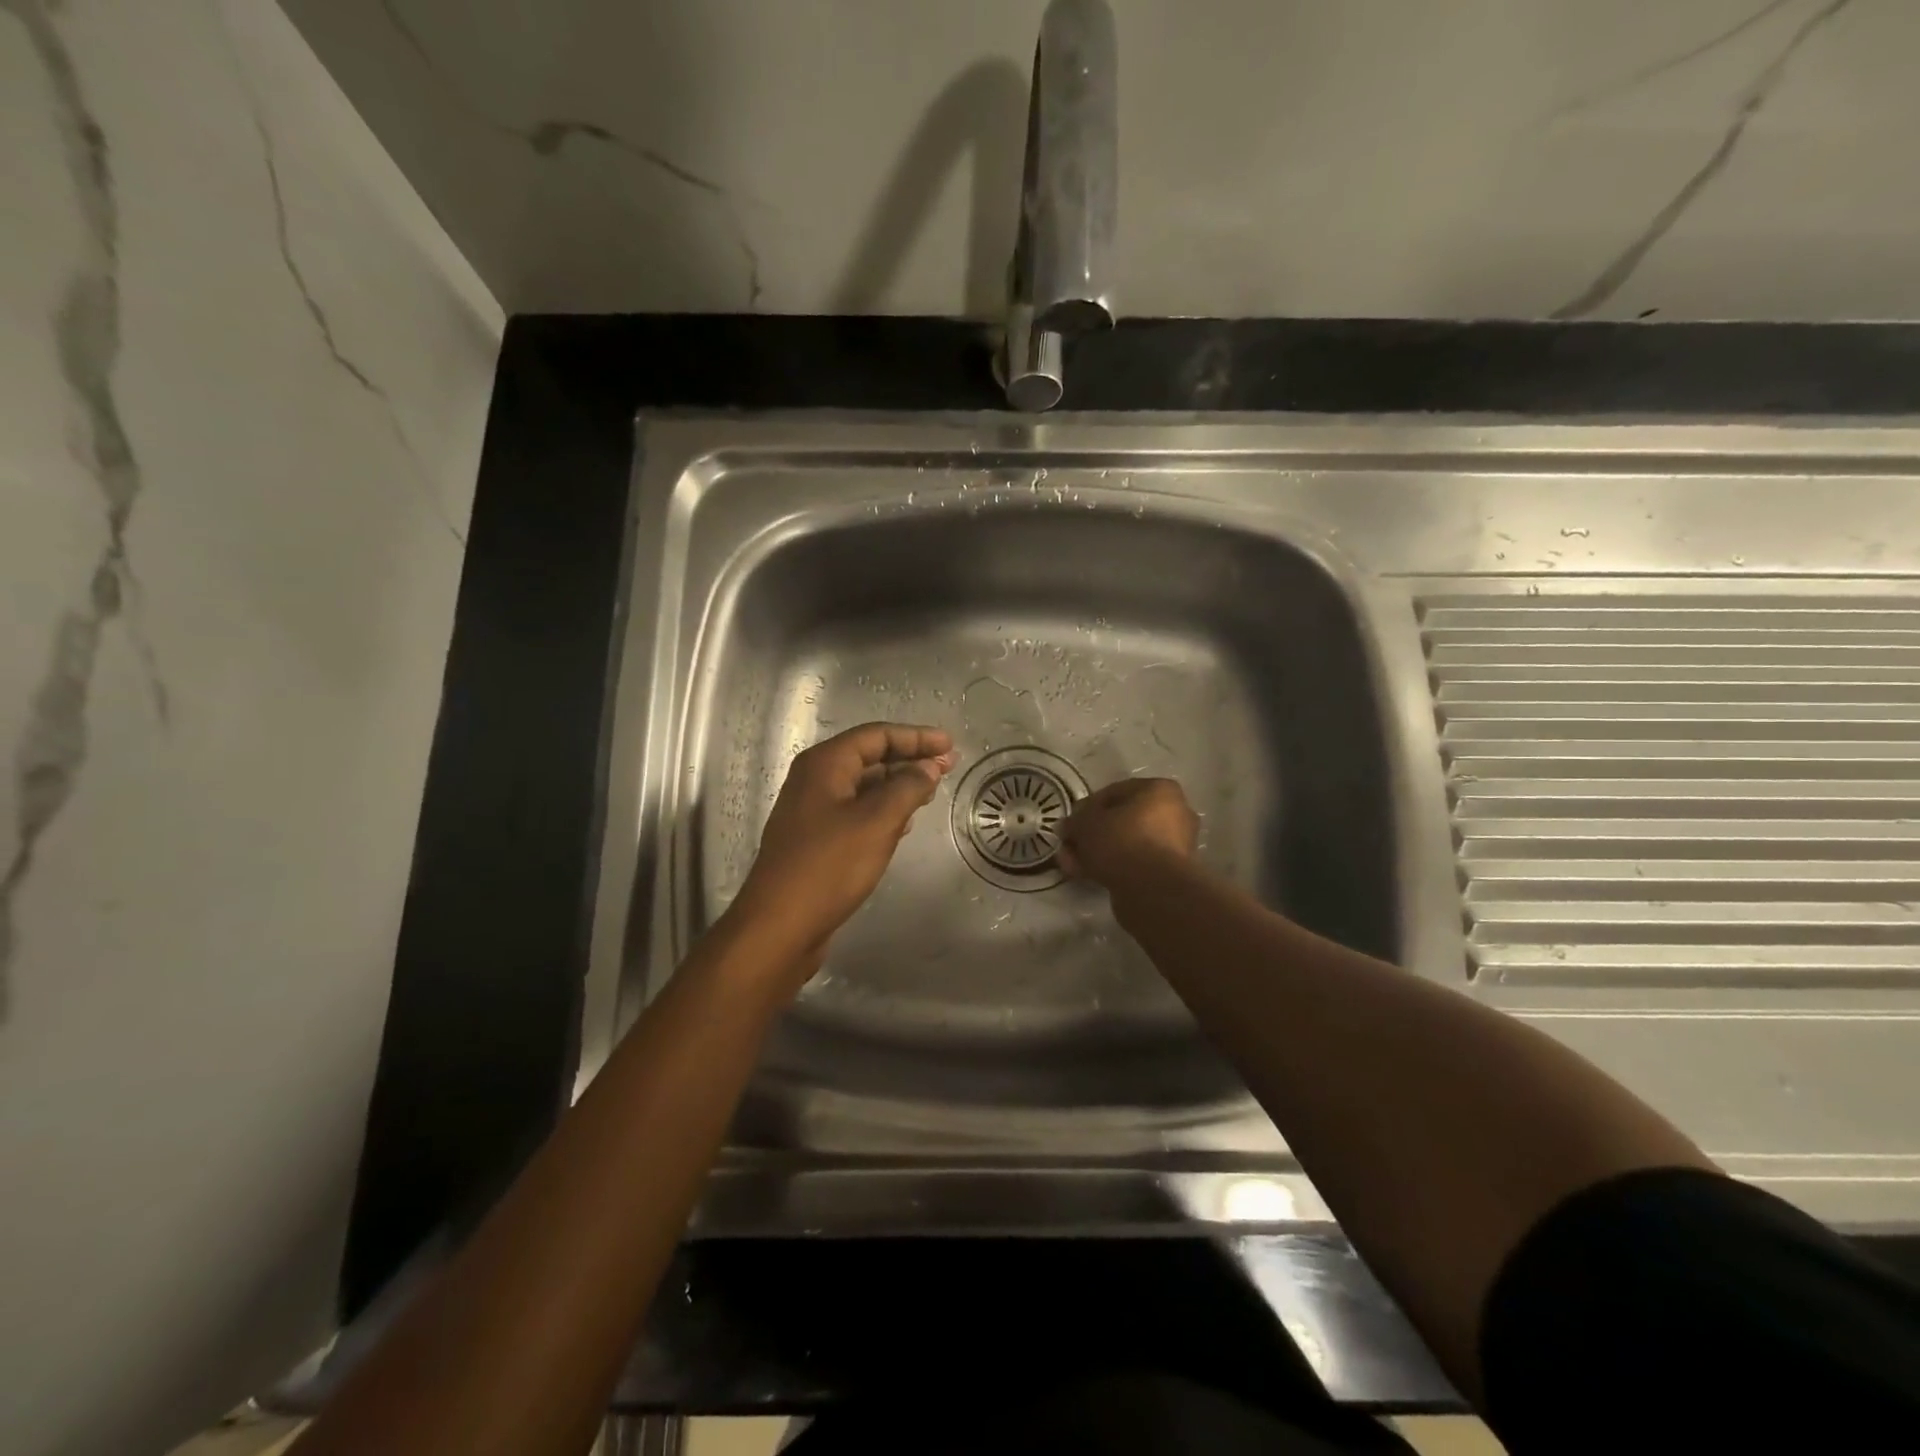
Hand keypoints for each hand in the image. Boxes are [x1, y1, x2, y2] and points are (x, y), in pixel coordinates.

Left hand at [730, 722, 956, 968]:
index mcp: (825, 764)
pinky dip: (883, 810)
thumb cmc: (829, 866)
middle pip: (869, 757)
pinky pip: (856, 812)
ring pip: (863, 786)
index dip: (916, 737)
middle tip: (948, 767)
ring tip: (932, 791)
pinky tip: (905, 823)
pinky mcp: (816, 840)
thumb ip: (908, 787)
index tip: (949, 745)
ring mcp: (813, 811)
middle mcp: (815, 780)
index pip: (876, 735)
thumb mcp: (877, 821)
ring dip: (898, 785)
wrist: (780, 926)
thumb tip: (928, 767)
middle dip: (909, 759)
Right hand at [1058, 777, 1199, 888]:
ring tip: (1072, 864)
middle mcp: (1174, 813)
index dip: (1086, 808)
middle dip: (1091, 834)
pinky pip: (1135, 863)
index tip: (1070, 823)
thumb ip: (1075, 821)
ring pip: (1126, 844)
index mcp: (1159, 790)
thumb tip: (1068, 826)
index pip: (1114, 792)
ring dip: (1098, 852)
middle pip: (1121, 821)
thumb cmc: (1121, 841)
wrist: (1151, 889)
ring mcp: (1174, 845)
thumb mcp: (1086, 823)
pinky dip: (1112, 867)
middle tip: (1068, 846)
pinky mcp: (1169, 873)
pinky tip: (1086, 875)